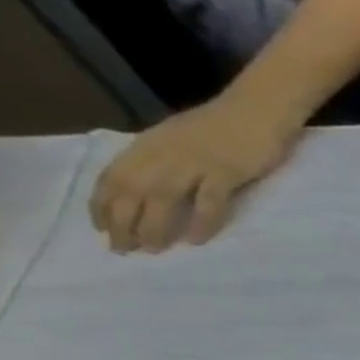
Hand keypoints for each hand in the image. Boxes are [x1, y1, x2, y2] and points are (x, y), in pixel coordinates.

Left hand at [91, 92, 302, 252]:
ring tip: (153, 249)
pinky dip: (200, 221)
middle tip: (123, 249)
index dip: (102, 204)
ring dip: (154, 226)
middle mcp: (163, 155)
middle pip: (132, 191)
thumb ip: (164, 158)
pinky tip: (196, 240)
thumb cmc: (223, 126)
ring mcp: (195, 163)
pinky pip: (208, 201)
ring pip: (163, 198)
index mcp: (148, 146)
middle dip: (122, 222)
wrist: (258, 110)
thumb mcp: (180, 138)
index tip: (101, 228)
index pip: (113, 177)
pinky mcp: (226, 172)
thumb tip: (151, 187)